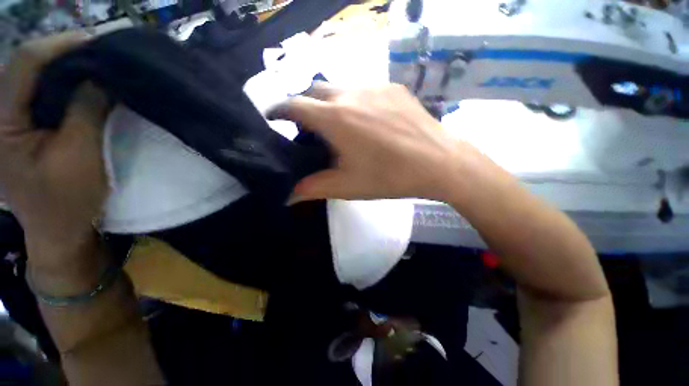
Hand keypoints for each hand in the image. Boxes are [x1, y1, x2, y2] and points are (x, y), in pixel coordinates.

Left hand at [0, 33, 109, 271]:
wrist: (58, 230)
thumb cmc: (67, 200)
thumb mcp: (79, 156)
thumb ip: (86, 111)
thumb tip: (101, 76)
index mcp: (1, 122)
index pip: (25, 62)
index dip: (61, 44)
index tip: (99, 41)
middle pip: (26, 64)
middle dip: (64, 52)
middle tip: (101, 52)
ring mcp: (8, 120)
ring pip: (33, 76)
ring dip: (64, 67)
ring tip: (95, 65)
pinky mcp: (21, 127)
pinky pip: (39, 92)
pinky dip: (62, 84)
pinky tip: (81, 85)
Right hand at [271, 83, 480, 201]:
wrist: (439, 163)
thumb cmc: (389, 177)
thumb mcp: (347, 186)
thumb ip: (313, 188)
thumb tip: (287, 197)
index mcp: (335, 118)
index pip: (295, 105)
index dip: (279, 109)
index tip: (273, 117)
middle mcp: (351, 94)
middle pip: (315, 90)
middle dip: (305, 105)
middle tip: (309, 127)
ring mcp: (374, 86)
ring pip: (339, 87)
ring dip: (330, 102)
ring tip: (338, 125)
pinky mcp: (393, 88)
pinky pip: (363, 89)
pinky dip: (353, 101)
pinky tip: (365, 120)